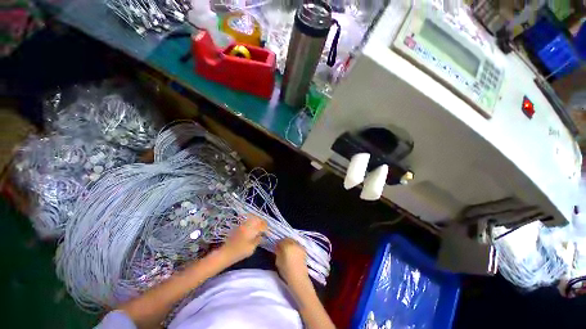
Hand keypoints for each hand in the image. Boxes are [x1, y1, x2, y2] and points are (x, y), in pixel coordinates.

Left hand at [220, 215, 266, 262]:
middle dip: (262, 222)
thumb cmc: (239, 252)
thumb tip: (261, 235)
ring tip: (260, 227)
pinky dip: (253, 222)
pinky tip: (254, 227)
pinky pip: (248, 220)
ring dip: (258, 221)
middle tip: (265, 228)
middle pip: (258, 219)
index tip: (268, 232)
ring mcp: (243, 225)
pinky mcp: (239, 226)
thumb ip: (258, 240)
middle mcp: (247, 225)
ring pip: (253, 218)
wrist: (225, 253)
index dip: (266, 228)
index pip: (262, 225)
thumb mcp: (251, 248)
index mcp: (251, 230)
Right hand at [275, 238, 309, 287]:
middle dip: (284, 242)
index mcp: (287, 246)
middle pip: (288, 239)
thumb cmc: (286, 270)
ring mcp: (300, 246)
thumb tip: (277, 248)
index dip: (278, 243)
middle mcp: (294, 244)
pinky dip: (294, 246)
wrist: (298, 278)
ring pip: (293, 241)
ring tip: (287, 250)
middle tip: (281, 247)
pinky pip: (297, 245)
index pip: (281, 241)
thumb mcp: (278, 261)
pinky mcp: (304, 250)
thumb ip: (278, 252)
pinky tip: (293, 252)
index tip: (276, 247)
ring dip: (290, 243)